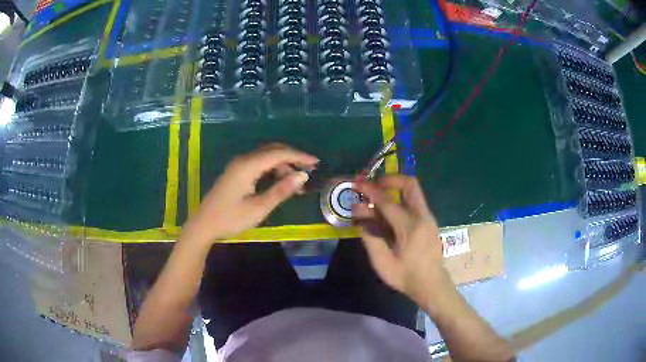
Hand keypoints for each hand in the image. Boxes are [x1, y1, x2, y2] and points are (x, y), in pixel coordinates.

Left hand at [182, 144, 317, 244]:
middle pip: (272, 150)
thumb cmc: (231, 218)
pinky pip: (259, 163)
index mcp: (248, 166)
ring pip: (266, 156)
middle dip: (292, 157)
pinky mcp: (236, 171)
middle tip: (310, 169)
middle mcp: (243, 160)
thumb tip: (302, 176)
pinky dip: (272, 168)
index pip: (278, 154)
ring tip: (296, 182)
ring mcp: (238, 165)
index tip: (316, 163)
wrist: (204, 224)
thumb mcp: (259, 207)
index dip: (299, 156)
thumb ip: (281, 190)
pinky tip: (279, 181)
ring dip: (283, 164)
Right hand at [352, 175, 451, 305]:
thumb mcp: (382, 262)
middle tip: (374, 185)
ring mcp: (428, 218)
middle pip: (410, 185)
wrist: (431, 285)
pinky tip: (388, 213)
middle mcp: (423, 216)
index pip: (387, 201)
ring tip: (377, 198)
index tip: (357, 184)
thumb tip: (359, 216)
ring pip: (413, 192)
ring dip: (395, 189)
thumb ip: (370, 237)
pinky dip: (400, 200)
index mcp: (410, 227)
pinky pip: (414, 203)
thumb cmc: (406, 276)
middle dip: (391, 179)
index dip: (370, 191)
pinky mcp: (429, 222)